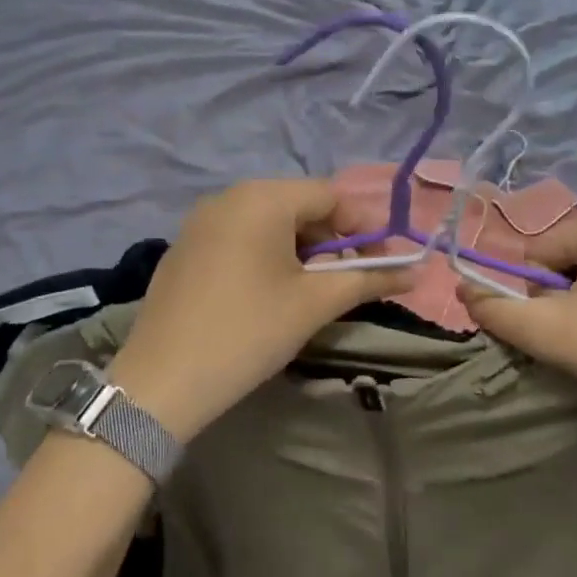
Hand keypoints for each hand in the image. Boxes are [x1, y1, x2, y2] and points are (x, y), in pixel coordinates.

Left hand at [112, 179, 410, 441]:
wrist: (161, 381)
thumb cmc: (248, 332)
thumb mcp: (314, 304)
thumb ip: (367, 280)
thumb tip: (415, 272)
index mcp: (262, 198)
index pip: (330, 196)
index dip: (363, 227)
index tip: (381, 265)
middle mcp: (229, 196)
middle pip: (298, 204)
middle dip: (331, 240)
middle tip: (347, 282)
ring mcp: (200, 220)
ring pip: (268, 221)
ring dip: (300, 249)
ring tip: (311, 290)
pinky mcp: (184, 246)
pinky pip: (238, 236)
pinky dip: (265, 254)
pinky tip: (267, 293)